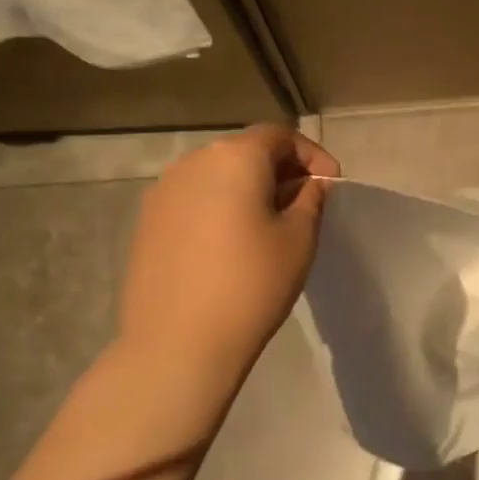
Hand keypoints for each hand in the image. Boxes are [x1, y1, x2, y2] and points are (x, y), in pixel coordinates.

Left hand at [117, 125, 339, 375]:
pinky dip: (221, 207)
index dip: (311, 155)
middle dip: (280, 170)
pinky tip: (232, 244)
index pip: (280, 136)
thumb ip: (310, 199)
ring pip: (218, 175)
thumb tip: (311, 183)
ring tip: (270, 225)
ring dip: (249, 188)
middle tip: (304, 204)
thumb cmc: (252, 284)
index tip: (331, 185)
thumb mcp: (299, 238)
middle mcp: (193, 162)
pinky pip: (195, 199)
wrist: (178, 343)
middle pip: (246, 151)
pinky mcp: (148, 222)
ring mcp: (163, 191)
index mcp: (235, 157)